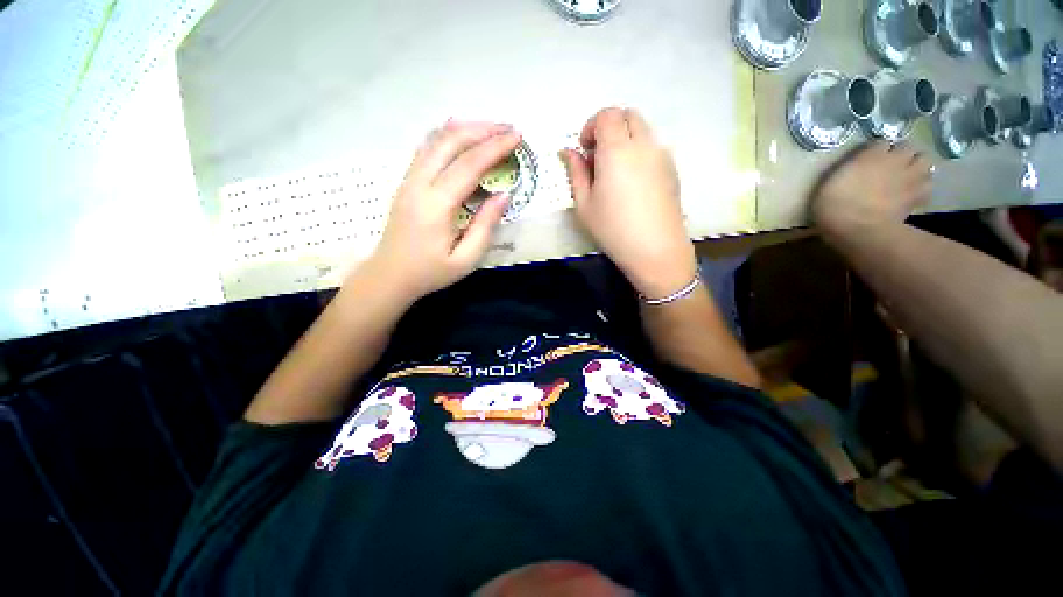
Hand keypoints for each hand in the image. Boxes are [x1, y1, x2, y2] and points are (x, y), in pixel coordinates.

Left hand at [363, 121, 520, 302]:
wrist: (389, 276)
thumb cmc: (430, 272)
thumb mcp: (465, 259)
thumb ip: (485, 226)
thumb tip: (503, 195)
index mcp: (436, 205)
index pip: (469, 165)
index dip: (495, 147)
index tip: (517, 137)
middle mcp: (419, 184)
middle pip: (450, 142)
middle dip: (482, 130)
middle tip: (508, 128)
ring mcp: (408, 180)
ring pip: (435, 140)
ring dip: (465, 129)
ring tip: (490, 128)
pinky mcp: (405, 182)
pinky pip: (426, 149)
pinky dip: (446, 136)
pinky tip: (460, 135)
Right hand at [561, 107, 696, 298]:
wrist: (655, 249)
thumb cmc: (613, 229)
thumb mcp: (585, 204)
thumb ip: (576, 172)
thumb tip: (568, 152)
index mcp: (617, 150)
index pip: (607, 115)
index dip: (591, 126)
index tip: (585, 150)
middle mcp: (643, 144)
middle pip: (627, 115)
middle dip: (609, 128)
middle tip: (598, 157)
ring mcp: (662, 155)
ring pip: (643, 130)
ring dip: (625, 139)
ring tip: (615, 172)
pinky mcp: (672, 169)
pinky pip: (654, 146)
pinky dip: (639, 151)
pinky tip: (632, 182)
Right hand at [812, 141, 932, 237]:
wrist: (857, 227)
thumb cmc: (834, 204)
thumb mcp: (831, 182)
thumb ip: (849, 170)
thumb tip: (856, 169)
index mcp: (871, 155)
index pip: (880, 142)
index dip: (876, 150)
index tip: (869, 159)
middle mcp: (895, 159)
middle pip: (907, 147)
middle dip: (902, 153)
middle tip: (893, 164)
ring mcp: (911, 177)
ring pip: (924, 161)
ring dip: (918, 166)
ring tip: (908, 175)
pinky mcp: (918, 196)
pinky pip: (927, 186)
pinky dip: (923, 187)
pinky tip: (913, 193)